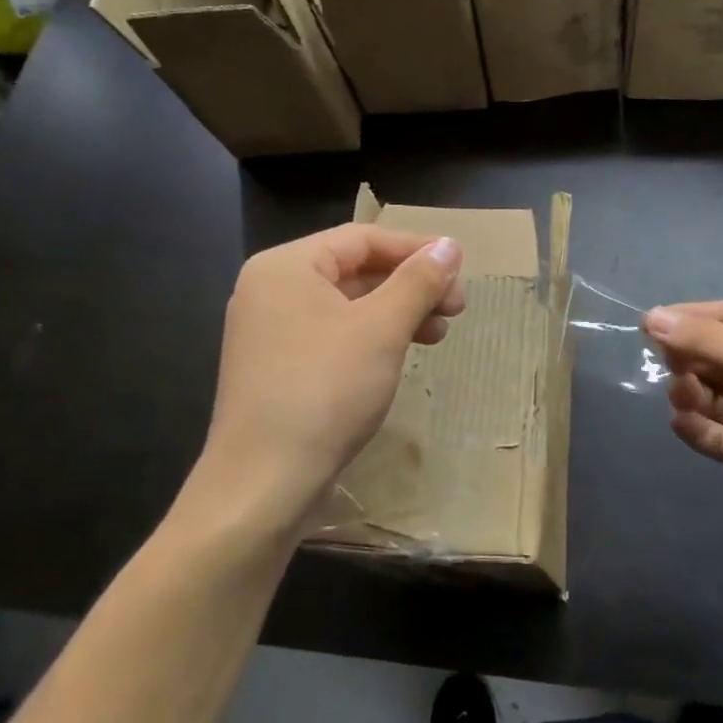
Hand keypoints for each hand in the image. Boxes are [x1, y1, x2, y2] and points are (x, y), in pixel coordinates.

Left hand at [182, 224, 465, 539]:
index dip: (416, 249)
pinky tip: (401, 356)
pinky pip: (333, 335)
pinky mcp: (277, 368)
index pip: (362, 239)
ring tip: (439, 335)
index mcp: (286, 266)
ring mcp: (270, 331)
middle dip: (410, 286)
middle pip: (355, 270)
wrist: (263, 484)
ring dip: (397, 313)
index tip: (459, 269)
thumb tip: (449, 245)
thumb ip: (418, 281)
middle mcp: (271, 290)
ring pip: (347, 306)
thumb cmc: (325, 391)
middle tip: (456, 308)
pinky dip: (372, 338)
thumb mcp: (382, 329)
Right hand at [644, 302, 722, 560]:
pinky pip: (717, 433)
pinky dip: (697, 427)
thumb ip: (703, 339)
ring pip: (713, 395)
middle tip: (672, 368)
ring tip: (683, 397)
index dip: (687, 320)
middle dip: (689, 358)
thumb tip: (651, 316)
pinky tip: (681, 422)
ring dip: (692, 392)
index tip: (647, 326)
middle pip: (717, 355)